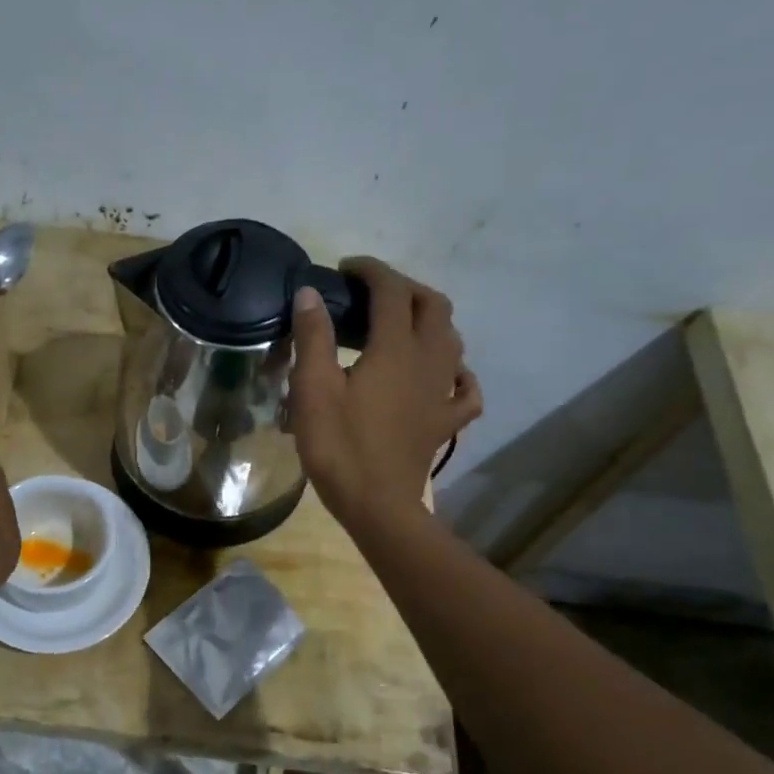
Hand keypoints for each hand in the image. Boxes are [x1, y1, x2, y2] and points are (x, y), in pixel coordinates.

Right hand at [289, 258, 481, 530]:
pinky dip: (456, 371)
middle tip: (372, 293)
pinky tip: (443, 373)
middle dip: (404, 288)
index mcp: (395, 348)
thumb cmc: (339, 446)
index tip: (346, 268)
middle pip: (432, 306)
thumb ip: (313, 336)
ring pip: (452, 339)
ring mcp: (443, 392)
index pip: (391, 291)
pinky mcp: (446, 422)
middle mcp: (429, 360)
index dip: (371, 270)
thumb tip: (309, 293)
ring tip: (400, 324)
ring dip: (430, 320)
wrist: (376, 505)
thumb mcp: (313, 389)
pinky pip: (465, 388)